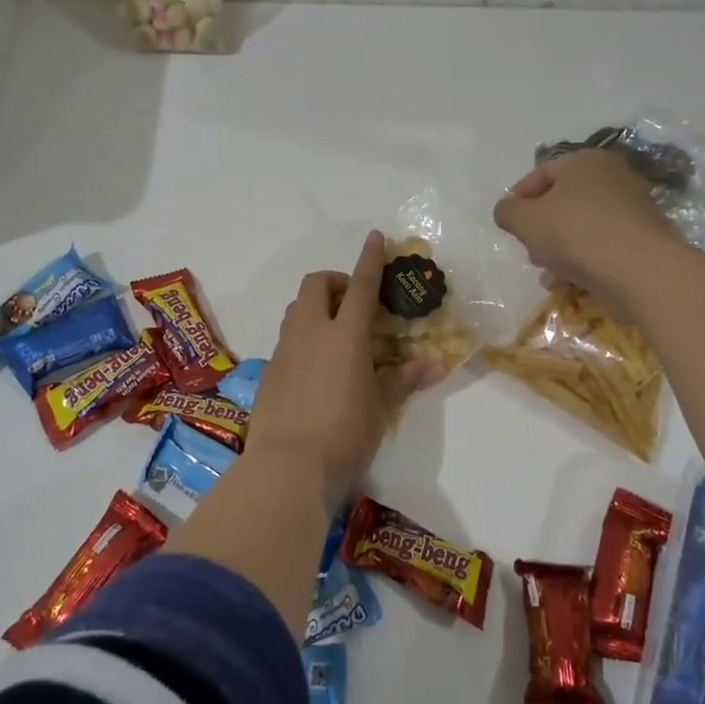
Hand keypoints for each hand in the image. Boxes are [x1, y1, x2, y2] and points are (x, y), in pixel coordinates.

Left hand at [249, 230, 443, 509]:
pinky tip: (316, 367)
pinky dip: (304, 336)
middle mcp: (311, 332)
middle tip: (355, 304)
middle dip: (335, 281)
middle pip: (316, 284)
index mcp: (345, 335)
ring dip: (317, 307)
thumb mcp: (381, 408)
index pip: (361, 286)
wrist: (287, 466)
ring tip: (337, 334)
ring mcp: (285, 350)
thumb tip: (435, 364)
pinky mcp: (269, 370)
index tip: (375, 237)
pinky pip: (287, 338)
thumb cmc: (344, 434)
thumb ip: (403, 380)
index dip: (370, 259)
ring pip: (297, 309)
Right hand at [493, 148, 677, 315]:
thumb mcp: (524, 220)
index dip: (519, 197)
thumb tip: (507, 210)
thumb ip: (507, 211)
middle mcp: (613, 177)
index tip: (509, 222)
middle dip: (541, 227)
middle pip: (563, 201)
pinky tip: (569, 281)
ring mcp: (632, 208)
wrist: (636, 268)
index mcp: (584, 161)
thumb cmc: (574, 232)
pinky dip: (584, 260)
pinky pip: (602, 245)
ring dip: (559, 248)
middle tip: (529, 248)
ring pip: (582, 226)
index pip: (542, 173)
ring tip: (547, 272)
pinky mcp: (643, 239)